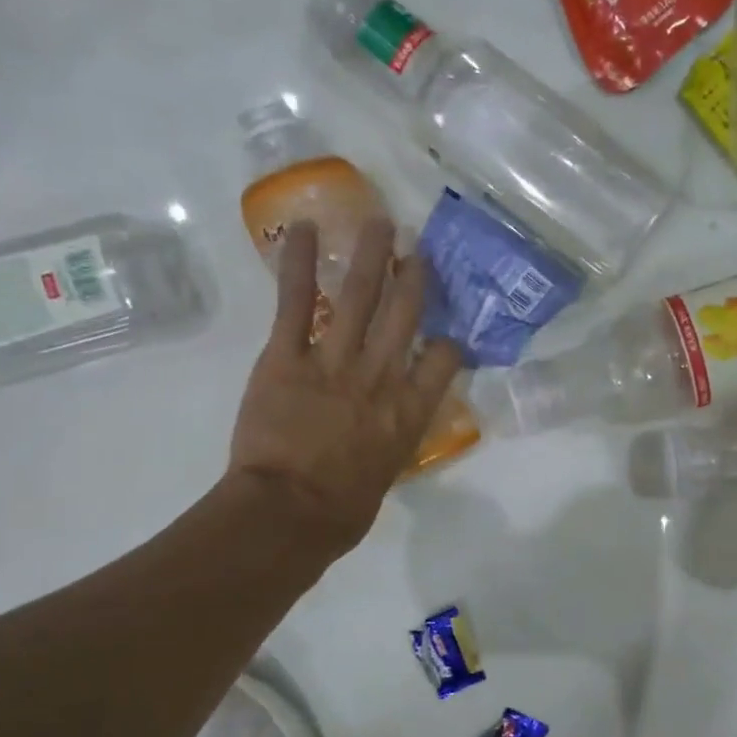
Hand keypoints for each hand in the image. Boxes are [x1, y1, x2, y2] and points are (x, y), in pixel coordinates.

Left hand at [229, 218, 462, 555]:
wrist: (289, 514)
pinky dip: (297, 264)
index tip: (446, 333)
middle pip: (406, 314)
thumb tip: (386, 429)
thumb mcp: (387, 474)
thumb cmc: (343, 510)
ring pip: (359, 297)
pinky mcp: (287, 357)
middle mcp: (381, 376)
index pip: (446, 359)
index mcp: (410, 410)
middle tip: (417, 249)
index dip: (450, 342)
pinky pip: (296, 303)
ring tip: (379, 223)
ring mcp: (334, 362)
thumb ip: (393, 439)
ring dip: (371, 256)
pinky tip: (302, 230)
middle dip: (414, 278)